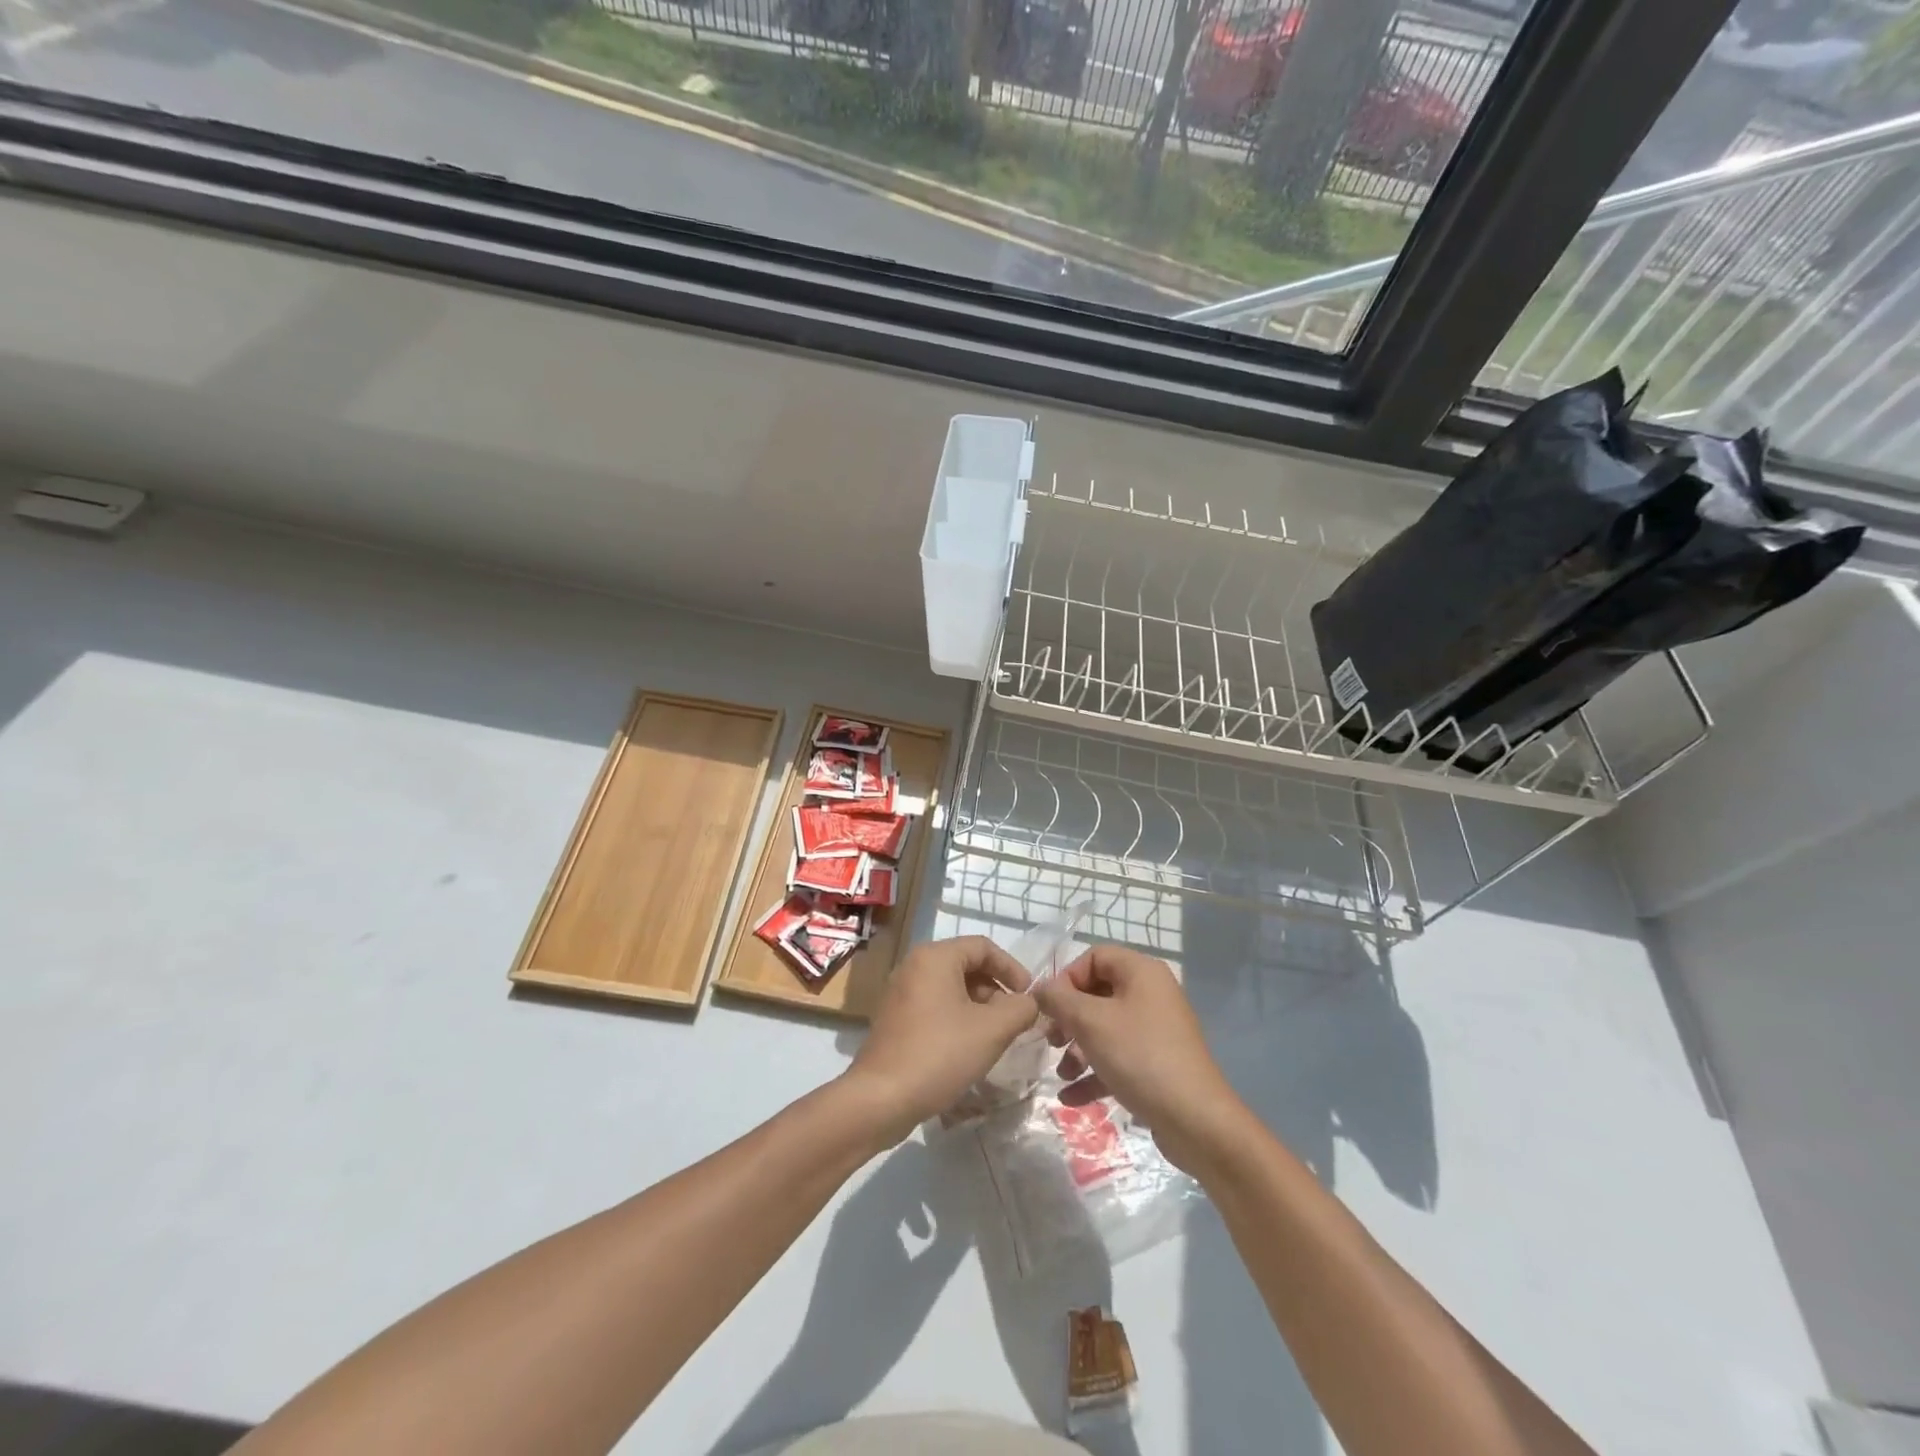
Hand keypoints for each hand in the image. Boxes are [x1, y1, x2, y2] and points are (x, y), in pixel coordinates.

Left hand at [843, 935, 1038, 1144]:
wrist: (881, 1098)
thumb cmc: (940, 1054)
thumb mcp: (992, 1030)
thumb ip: (1020, 1009)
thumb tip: (1029, 1003)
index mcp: (935, 957)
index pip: (983, 947)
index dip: (1012, 968)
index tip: (1029, 997)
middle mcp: (914, 966)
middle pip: (966, 965)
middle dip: (996, 990)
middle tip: (1014, 1020)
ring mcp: (900, 992)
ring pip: (951, 988)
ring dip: (978, 1007)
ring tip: (995, 1037)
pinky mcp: (895, 1018)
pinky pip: (935, 1006)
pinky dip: (957, 1018)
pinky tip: (968, 1048)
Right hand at [1033, 946, 1247, 1173]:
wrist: (1195, 1120)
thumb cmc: (1139, 1056)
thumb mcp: (1091, 1022)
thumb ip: (1059, 1000)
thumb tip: (1040, 989)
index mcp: (1141, 972)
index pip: (1094, 957)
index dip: (1067, 978)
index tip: (1048, 1007)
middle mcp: (1151, 994)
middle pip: (1098, 994)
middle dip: (1069, 1019)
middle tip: (1051, 1040)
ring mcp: (1156, 1031)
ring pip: (1105, 1029)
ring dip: (1078, 1050)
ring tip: (1061, 1073)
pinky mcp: (1157, 1064)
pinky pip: (1118, 1058)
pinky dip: (1094, 1073)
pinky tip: (1071, 1097)